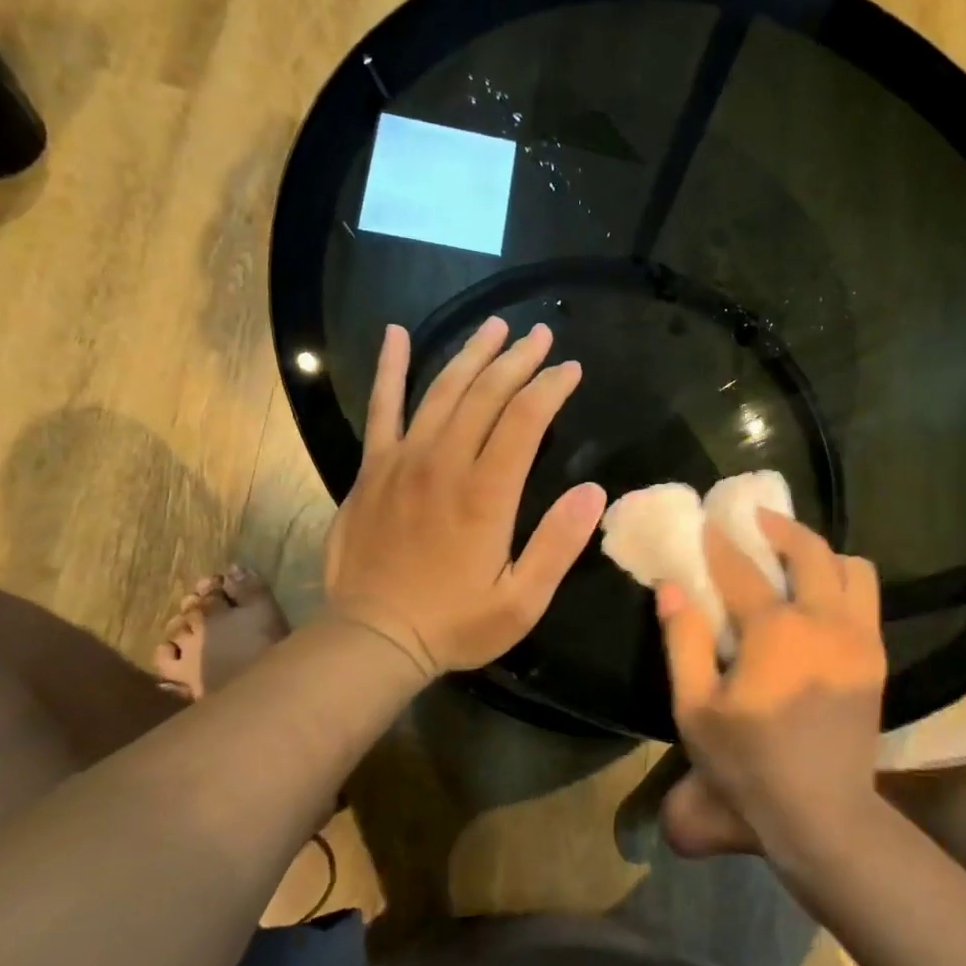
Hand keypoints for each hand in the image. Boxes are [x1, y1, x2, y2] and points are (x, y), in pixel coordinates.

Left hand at [322, 318, 607, 680]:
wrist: (372, 638)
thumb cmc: (455, 623)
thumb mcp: (522, 601)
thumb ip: (558, 544)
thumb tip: (593, 491)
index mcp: (485, 493)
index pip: (525, 419)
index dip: (551, 387)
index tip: (571, 369)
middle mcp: (444, 463)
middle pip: (485, 394)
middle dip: (518, 360)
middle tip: (541, 335)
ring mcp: (402, 461)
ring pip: (441, 391)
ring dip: (471, 355)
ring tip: (495, 327)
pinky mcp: (372, 469)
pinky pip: (381, 408)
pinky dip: (389, 369)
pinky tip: (395, 335)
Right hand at [655, 511, 886, 865]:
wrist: (822, 813)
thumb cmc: (748, 764)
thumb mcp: (695, 708)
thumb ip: (682, 641)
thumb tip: (671, 588)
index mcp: (775, 631)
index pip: (741, 570)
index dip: (719, 544)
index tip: (706, 522)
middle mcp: (823, 620)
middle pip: (810, 550)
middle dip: (780, 527)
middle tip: (757, 520)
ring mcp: (858, 637)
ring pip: (853, 568)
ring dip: (823, 553)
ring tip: (795, 558)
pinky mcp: (876, 658)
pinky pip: (867, 599)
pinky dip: (844, 583)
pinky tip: (820, 599)